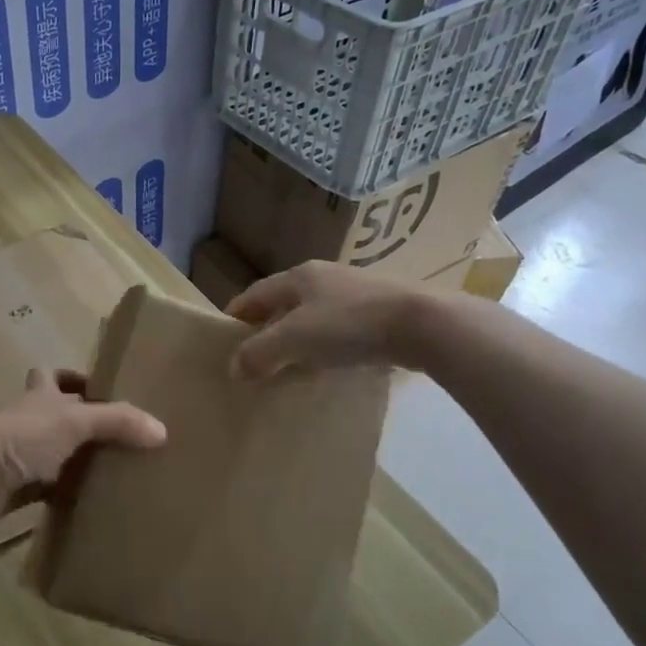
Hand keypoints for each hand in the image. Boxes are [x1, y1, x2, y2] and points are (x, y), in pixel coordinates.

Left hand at [0, 369, 165, 512]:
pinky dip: (68, 496)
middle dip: (85, 423)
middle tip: (122, 436)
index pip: (53, 376)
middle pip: (57, 416)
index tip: (102, 390)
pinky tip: (94, 504)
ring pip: (56, 454)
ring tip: (119, 471)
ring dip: (79, 461)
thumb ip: (117, 422)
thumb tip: (161, 430)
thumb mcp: (74, 422)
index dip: (74, 379)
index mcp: (40, 396)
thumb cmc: (20, 437)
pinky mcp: (19, 488)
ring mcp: (22, 455)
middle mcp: (30, 421)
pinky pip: (50, 490)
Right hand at [226, 261, 423, 379]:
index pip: (253, 295)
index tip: (222, 344)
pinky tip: (329, 365)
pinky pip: (339, 328)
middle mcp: (323, 277)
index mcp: (297, 277)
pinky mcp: (380, 311)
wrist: (424, 323)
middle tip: (253, 360)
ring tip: (289, 367)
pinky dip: (325, 346)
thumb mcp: (294, 340)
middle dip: (266, 330)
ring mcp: (354, 292)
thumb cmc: (349, 326)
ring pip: (312, 316)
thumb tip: (234, 368)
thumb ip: (259, 353)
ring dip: (297, 340)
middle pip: (282, 304)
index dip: (235, 318)